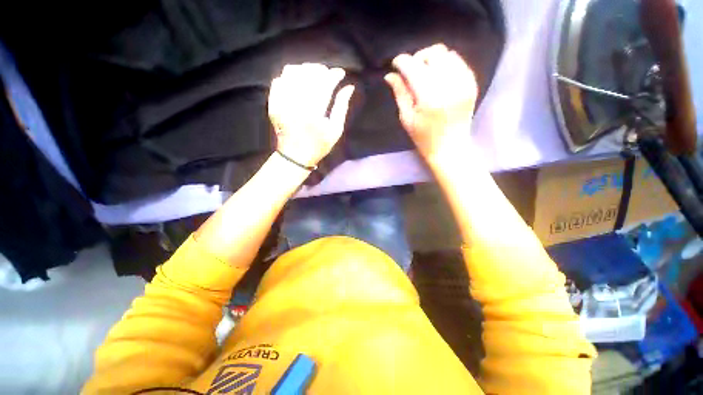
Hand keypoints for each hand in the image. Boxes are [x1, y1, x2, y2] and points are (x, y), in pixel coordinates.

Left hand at [268, 63, 354, 167]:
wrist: (295, 156)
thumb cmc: (319, 146)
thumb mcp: (335, 131)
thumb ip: (342, 107)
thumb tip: (349, 87)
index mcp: (314, 114)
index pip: (325, 84)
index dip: (334, 75)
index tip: (340, 73)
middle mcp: (296, 105)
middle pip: (308, 75)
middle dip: (321, 70)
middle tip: (328, 73)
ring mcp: (282, 103)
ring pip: (292, 73)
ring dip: (305, 69)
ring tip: (313, 75)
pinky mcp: (273, 103)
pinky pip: (279, 80)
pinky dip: (289, 76)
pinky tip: (298, 81)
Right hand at [384, 44, 477, 162]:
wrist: (450, 147)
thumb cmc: (423, 138)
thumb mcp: (407, 118)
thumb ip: (400, 93)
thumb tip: (390, 75)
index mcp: (428, 97)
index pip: (413, 67)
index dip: (402, 61)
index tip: (396, 64)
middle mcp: (448, 84)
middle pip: (431, 54)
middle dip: (417, 58)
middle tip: (411, 71)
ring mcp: (463, 82)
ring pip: (446, 53)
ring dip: (432, 59)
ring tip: (425, 73)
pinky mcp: (471, 83)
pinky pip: (458, 61)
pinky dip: (445, 63)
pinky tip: (438, 76)